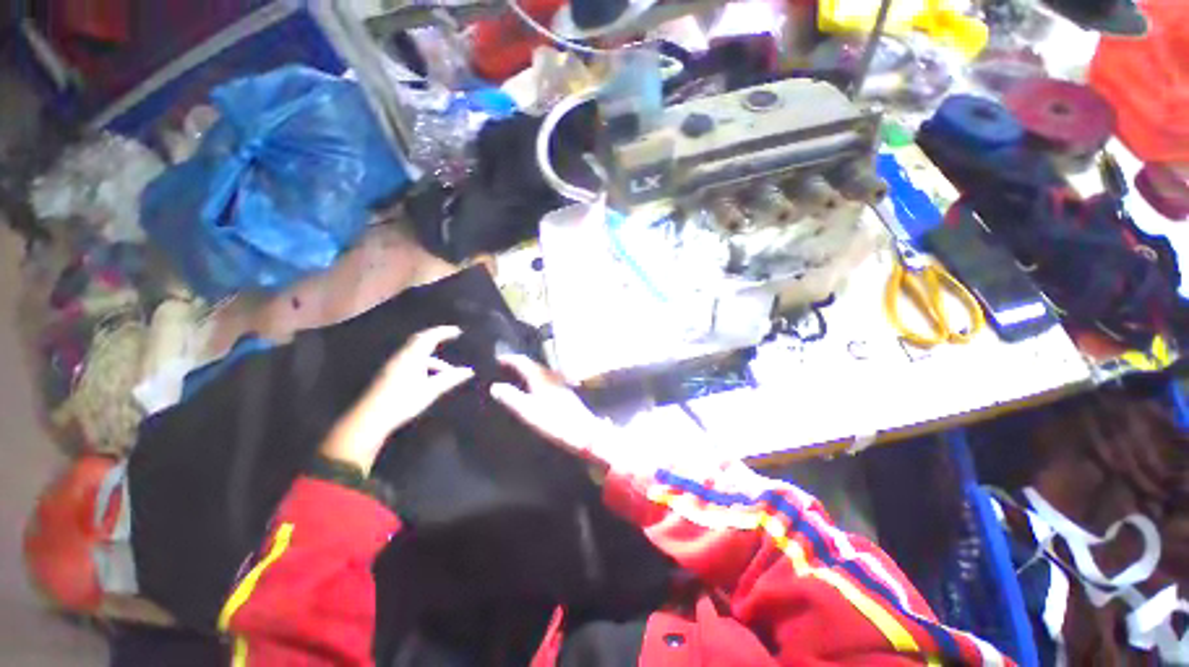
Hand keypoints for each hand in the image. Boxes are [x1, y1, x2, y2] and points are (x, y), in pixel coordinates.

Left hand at [321, 326, 473, 472]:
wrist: (371, 418)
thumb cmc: (402, 402)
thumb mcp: (430, 390)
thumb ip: (449, 379)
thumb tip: (468, 371)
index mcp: (411, 357)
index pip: (429, 337)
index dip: (443, 332)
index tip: (457, 331)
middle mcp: (401, 357)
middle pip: (420, 341)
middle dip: (436, 338)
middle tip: (451, 337)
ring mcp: (394, 365)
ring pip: (416, 353)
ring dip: (432, 357)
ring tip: (447, 371)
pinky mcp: (390, 374)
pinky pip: (411, 361)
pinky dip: (424, 363)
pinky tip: (431, 378)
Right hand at [489, 354, 616, 469]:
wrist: (584, 432)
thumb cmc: (554, 422)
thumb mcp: (528, 411)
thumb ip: (511, 398)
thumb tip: (495, 387)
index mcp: (541, 377)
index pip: (523, 361)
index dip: (509, 359)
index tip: (497, 359)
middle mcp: (551, 376)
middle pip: (533, 364)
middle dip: (517, 364)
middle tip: (503, 367)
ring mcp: (560, 383)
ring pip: (540, 371)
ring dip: (527, 371)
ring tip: (514, 377)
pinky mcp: (565, 392)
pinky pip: (546, 379)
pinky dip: (535, 378)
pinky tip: (533, 388)